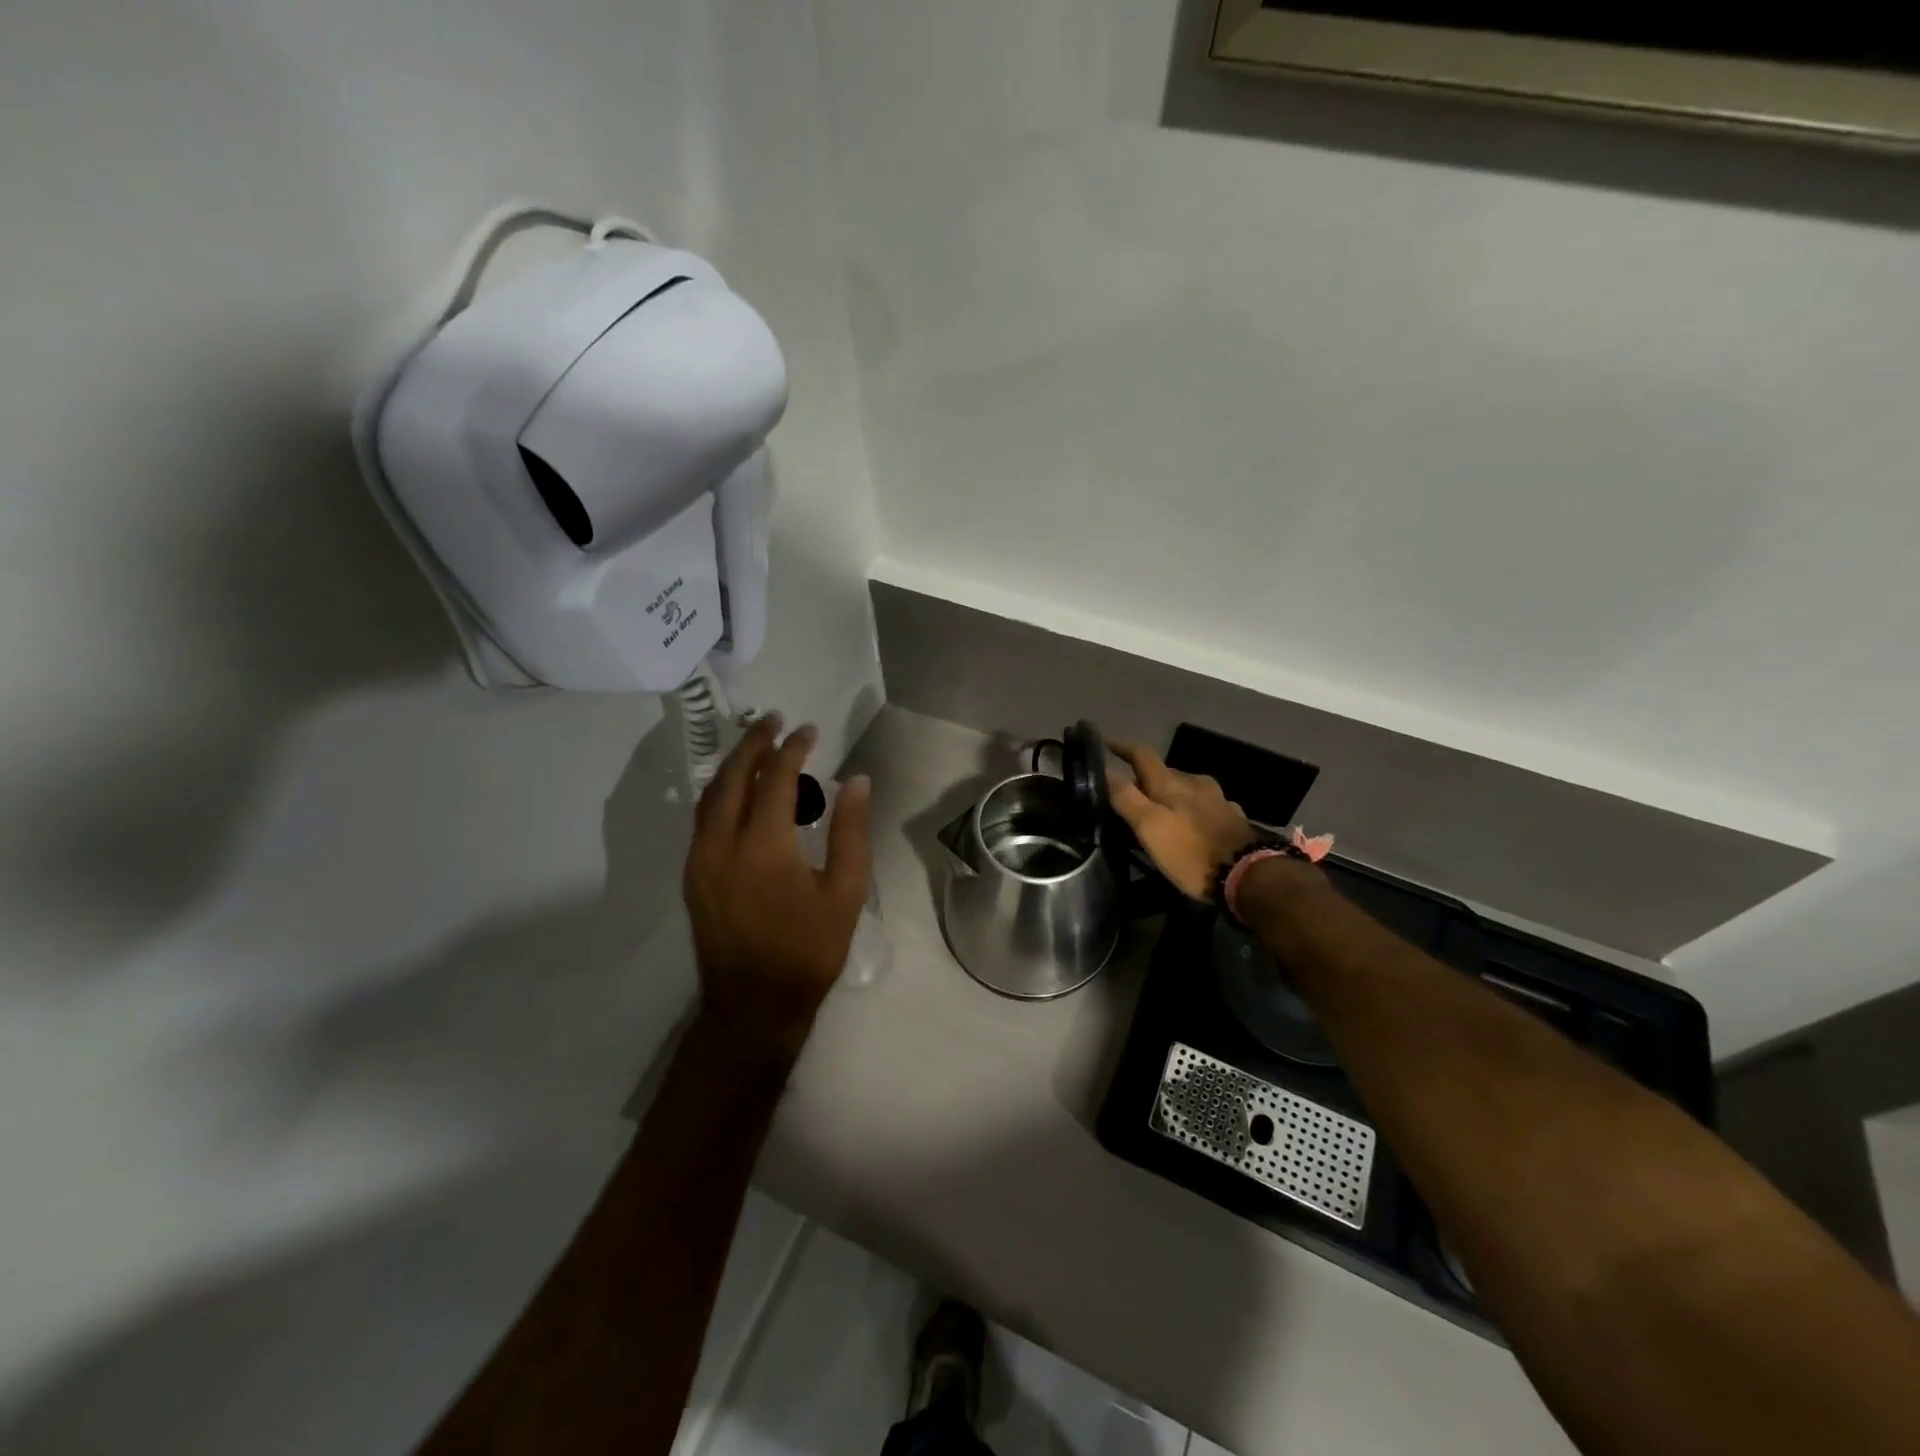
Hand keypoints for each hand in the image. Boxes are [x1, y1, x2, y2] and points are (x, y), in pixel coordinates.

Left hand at [684, 716, 873, 1061]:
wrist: (753, 1006)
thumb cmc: (808, 950)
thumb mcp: (844, 892)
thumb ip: (851, 832)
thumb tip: (857, 781)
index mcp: (763, 846)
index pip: (776, 779)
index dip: (794, 749)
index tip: (810, 730)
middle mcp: (721, 843)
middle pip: (733, 777)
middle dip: (754, 743)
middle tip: (774, 721)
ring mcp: (699, 860)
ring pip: (711, 796)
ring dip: (734, 765)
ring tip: (758, 747)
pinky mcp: (693, 876)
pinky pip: (703, 819)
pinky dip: (722, 793)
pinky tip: (740, 793)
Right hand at [1108, 741, 1252, 901]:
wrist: (1249, 875)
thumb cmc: (1191, 852)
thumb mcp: (1151, 827)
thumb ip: (1126, 797)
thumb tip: (1104, 768)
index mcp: (1172, 784)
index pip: (1143, 755)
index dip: (1123, 748)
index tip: (1106, 743)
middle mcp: (1196, 784)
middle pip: (1166, 772)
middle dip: (1146, 777)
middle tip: (1130, 791)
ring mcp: (1219, 801)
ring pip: (1188, 788)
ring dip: (1172, 793)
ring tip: (1160, 809)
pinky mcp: (1234, 820)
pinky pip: (1206, 806)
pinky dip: (1192, 809)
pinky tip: (1192, 822)